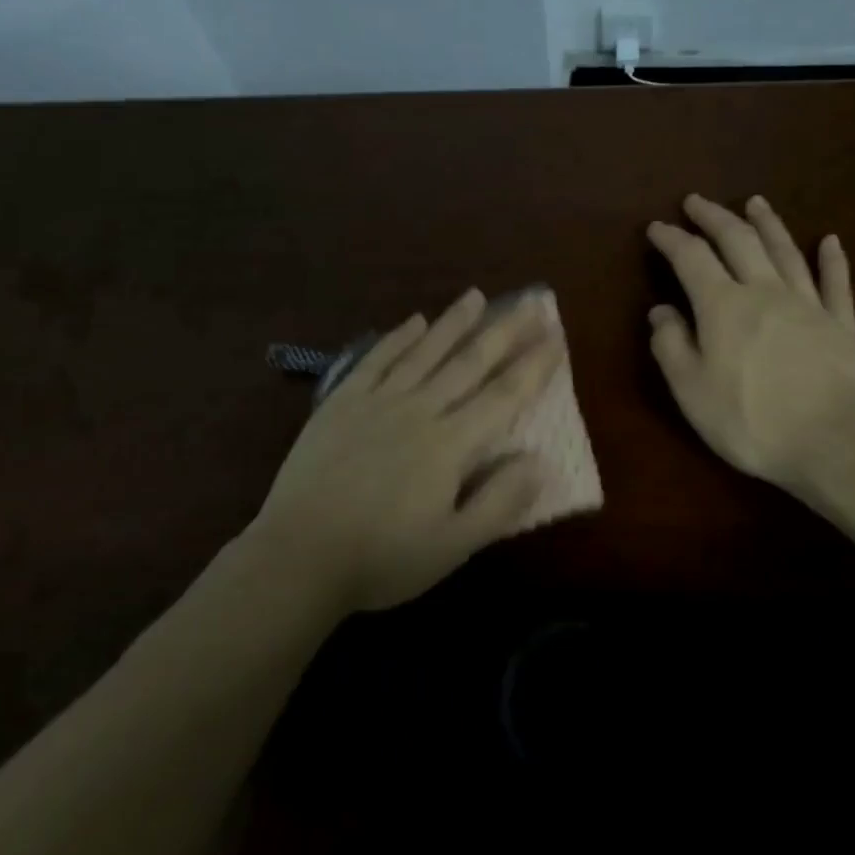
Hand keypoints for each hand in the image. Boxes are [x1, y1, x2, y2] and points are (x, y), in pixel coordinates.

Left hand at [246, 289, 563, 614]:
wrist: (298, 555)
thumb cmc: (382, 558)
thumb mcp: (452, 547)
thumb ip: (499, 502)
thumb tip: (539, 461)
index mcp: (450, 444)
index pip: (503, 396)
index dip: (533, 366)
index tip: (555, 335)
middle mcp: (419, 410)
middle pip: (469, 363)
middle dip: (503, 332)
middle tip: (529, 304)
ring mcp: (377, 401)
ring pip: (425, 352)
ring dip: (454, 322)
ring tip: (476, 296)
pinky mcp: (342, 402)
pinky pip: (377, 360)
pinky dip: (398, 338)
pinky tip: (415, 322)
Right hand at [647, 195, 854, 495]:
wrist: (836, 444)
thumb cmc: (751, 421)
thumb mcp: (691, 390)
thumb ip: (671, 345)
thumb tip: (661, 311)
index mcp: (723, 305)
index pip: (691, 258)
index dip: (671, 239)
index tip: (656, 227)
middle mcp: (764, 291)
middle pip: (738, 241)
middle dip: (714, 217)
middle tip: (696, 201)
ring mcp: (808, 305)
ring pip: (785, 252)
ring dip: (767, 224)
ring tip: (754, 202)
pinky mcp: (842, 326)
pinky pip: (836, 284)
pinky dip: (832, 260)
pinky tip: (830, 241)